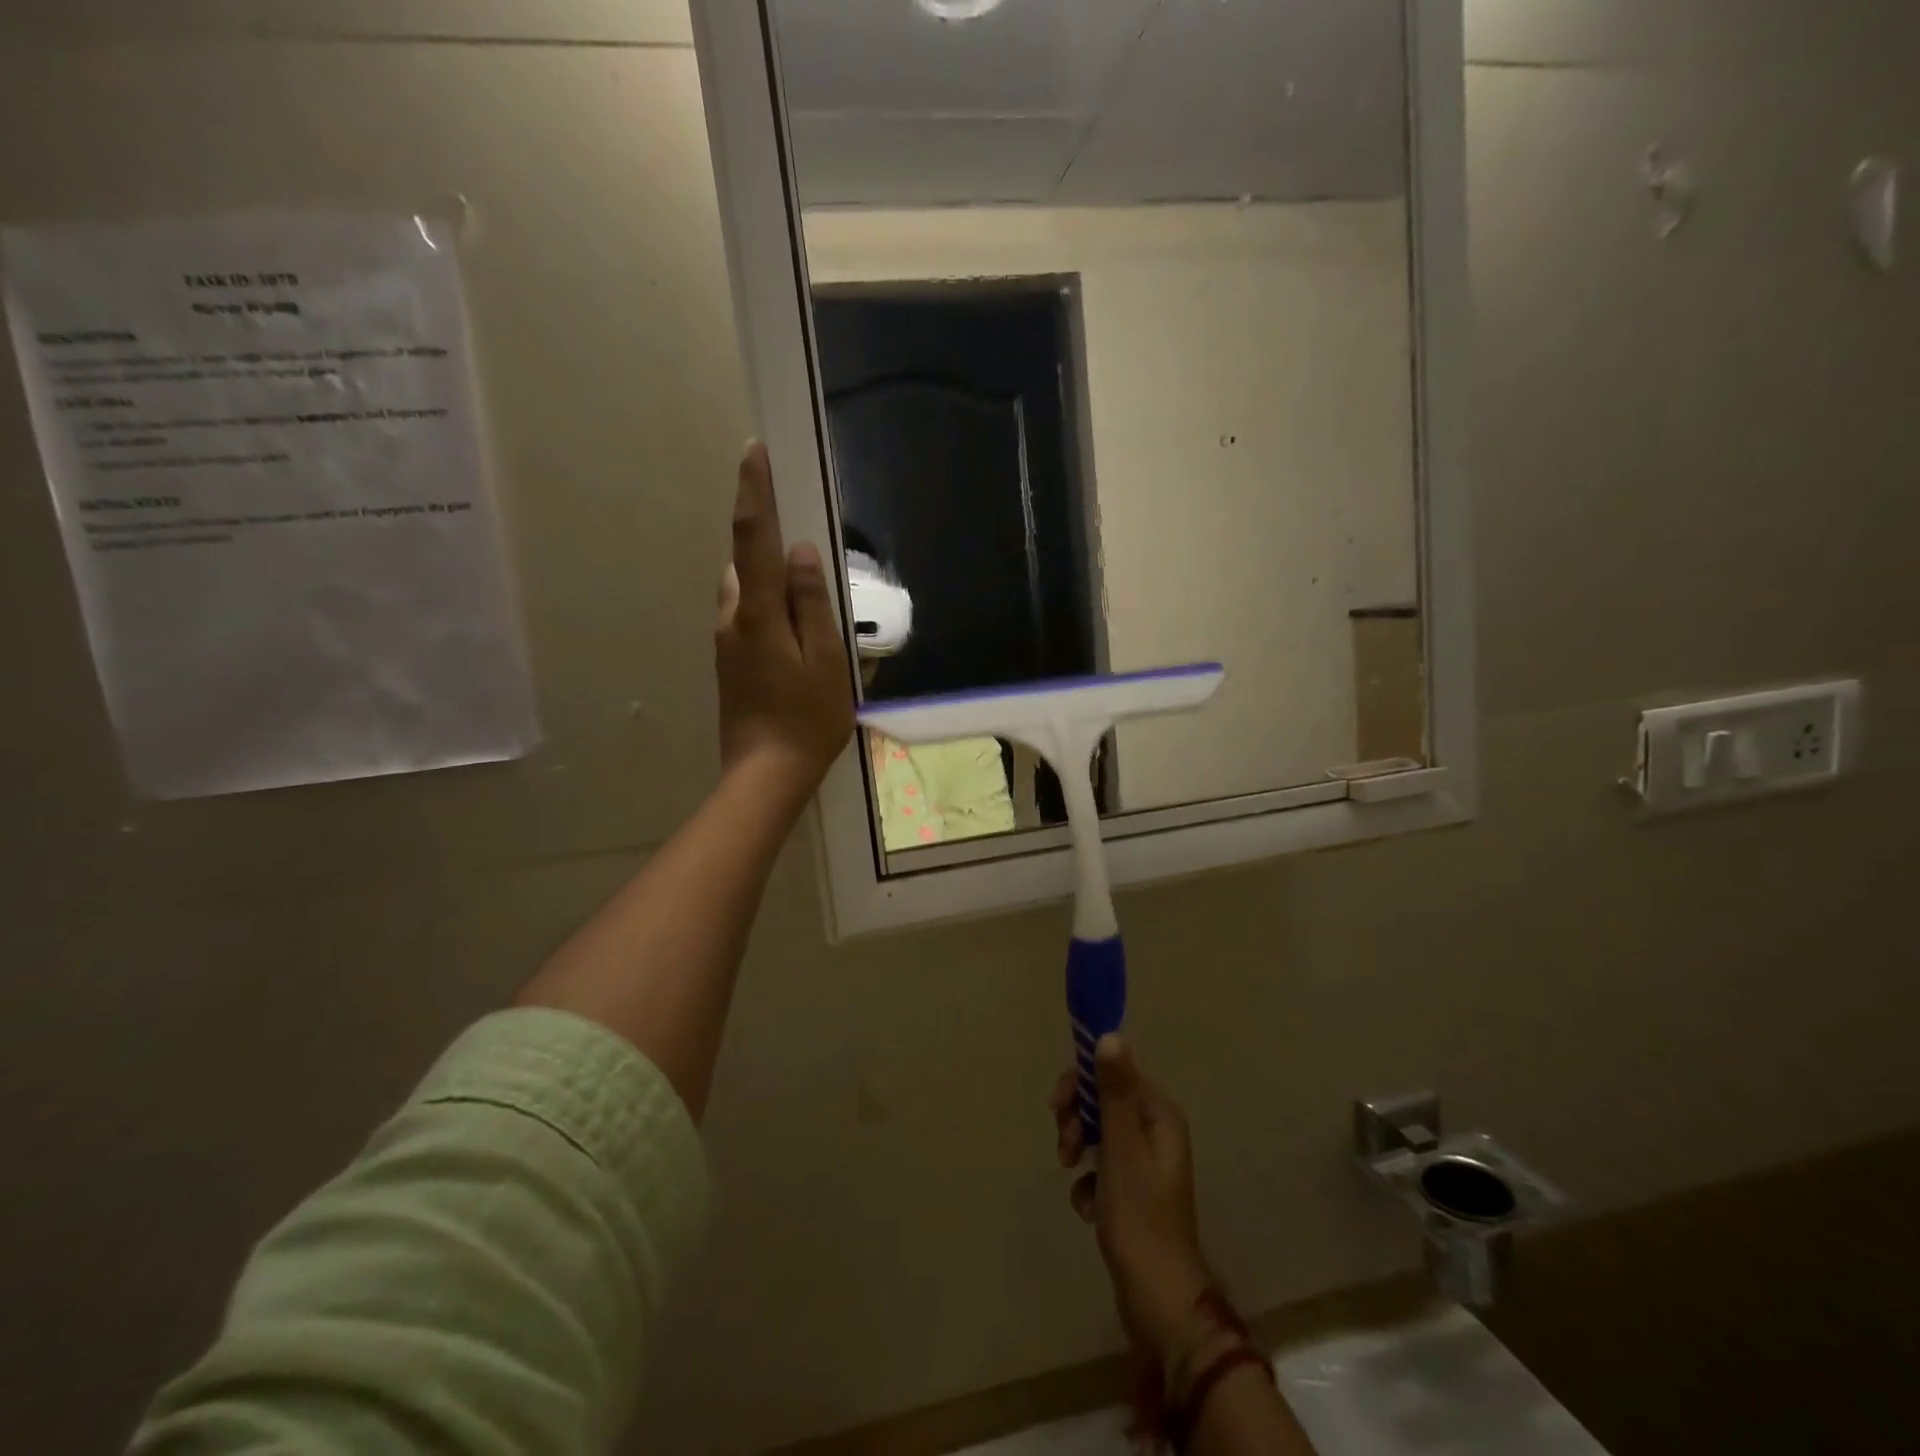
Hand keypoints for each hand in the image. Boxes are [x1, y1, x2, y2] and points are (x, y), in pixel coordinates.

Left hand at [715, 442, 854, 802]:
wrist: (765, 775)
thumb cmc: (807, 720)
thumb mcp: (826, 661)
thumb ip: (812, 603)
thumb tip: (799, 551)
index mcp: (757, 613)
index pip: (752, 538)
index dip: (754, 492)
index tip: (753, 451)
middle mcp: (732, 619)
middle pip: (745, 562)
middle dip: (765, 540)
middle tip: (801, 543)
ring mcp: (726, 643)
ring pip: (745, 592)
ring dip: (768, 580)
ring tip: (806, 602)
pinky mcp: (729, 663)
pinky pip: (746, 617)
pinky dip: (767, 608)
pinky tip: (794, 635)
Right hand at [1052, 1036, 1213, 1361]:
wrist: (1158, 1302)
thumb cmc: (1139, 1218)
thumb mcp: (1121, 1148)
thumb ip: (1114, 1092)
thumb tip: (1109, 1035)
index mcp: (1160, 1116)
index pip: (1116, 1072)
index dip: (1082, 1083)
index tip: (1057, 1106)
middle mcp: (1157, 1132)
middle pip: (1105, 1102)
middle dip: (1078, 1119)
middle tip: (1065, 1146)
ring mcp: (1146, 1164)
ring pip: (1099, 1134)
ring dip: (1079, 1149)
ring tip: (1072, 1175)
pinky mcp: (1134, 1193)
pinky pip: (1101, 1168)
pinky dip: (1089, 1182)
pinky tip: (1087, 1207)